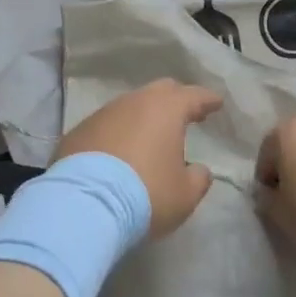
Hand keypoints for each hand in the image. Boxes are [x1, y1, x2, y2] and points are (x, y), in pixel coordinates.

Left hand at [56, 79, 221, 238]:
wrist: (84, 205)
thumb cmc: (146, 195)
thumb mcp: (184, 195)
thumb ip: (198, 178)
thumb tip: (199, 170)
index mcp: (166, 110)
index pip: (194, 96)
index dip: (207, 100)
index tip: (216, 103)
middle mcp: (135, 102)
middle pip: (160, 91)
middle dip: (176, 100)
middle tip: (186, 114)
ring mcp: (103, 114)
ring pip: (130, 106)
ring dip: (144, 117)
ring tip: (150, 137)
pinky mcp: (79, 130)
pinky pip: (107, 125)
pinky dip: (118, 133)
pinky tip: (119, 152)